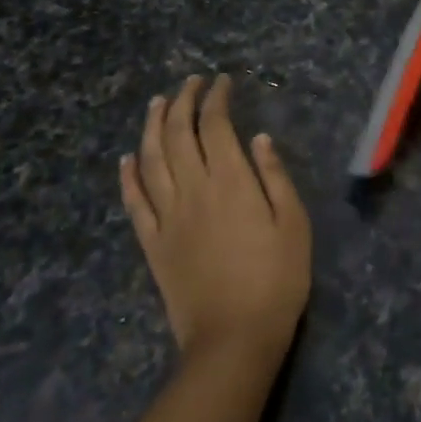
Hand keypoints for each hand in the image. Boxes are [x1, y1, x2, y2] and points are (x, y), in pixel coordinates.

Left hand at [121, 74, 311, 363]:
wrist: (233, 339)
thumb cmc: (276, 280)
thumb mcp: (293, 223)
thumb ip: (275, 177)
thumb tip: (258, 138)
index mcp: (231, 182)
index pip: (215, 126)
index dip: (216, 98)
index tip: (221, 82)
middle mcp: (193, 190)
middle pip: (177, 134)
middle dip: (182, 102)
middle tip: (190, 83)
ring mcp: (167, 217)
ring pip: (150, 160)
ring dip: (151, 127)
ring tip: (156, 104)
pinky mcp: (153, 244)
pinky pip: (134, 202)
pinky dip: (128, 176)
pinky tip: (127, 159)